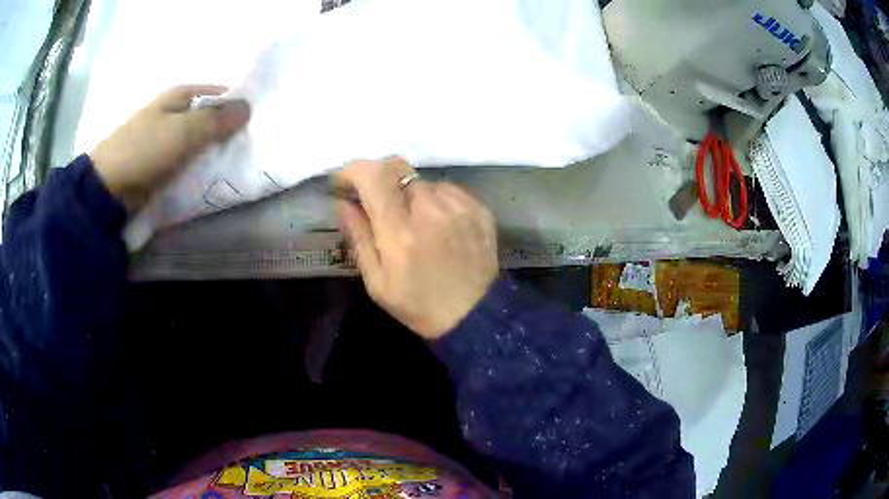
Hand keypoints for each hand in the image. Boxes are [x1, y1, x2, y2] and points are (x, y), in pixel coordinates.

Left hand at [91, 85, 250, 212]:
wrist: (108, 188)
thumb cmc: (145, 150)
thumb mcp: (184, 131)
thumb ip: (216, 120)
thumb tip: (248, 108)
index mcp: (180, 95)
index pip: (218, 94)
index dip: (236, 106)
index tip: (255, 125)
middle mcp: (174, 112)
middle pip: (208, 118)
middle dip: (226, 132)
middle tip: (247, 149)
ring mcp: (165, 138)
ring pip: (198, 141)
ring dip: (212, 151)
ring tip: (232, 165)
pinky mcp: (160, 162)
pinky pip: (186, 160)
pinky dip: (198, 166)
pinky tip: (209, 175)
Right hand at [335, 157, 498, 339]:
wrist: (474, 315)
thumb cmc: (418, 305)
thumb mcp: (377, 282)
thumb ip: (358, 237)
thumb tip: (343, 202)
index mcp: (400, 232)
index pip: (373, 175)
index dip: (354, 170)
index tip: (346, 183)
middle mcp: (430, 210)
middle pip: (397, 172)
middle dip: (382, 186)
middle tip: (384, 211)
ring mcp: (459, 206)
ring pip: (423, 182)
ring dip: (411, 196)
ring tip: (417, 226)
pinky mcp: (479, 207)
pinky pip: (447, 189)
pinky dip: (437, 201)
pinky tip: (441, 227)